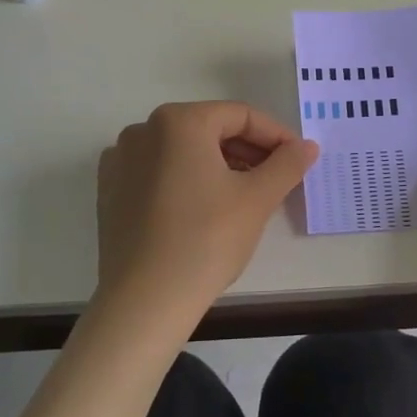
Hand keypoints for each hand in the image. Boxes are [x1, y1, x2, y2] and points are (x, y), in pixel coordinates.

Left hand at [97, 102, 319, 326]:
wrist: (145, 301)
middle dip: (247, 151)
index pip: (240, 116)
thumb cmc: (206, 240)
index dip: (276, 136)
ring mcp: (121, 160)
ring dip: (218, 166)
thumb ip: (287, 164)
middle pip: (209, 130)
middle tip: (276, 179)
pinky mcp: (110, 191)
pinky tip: (203, 209)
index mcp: (178, 121)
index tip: (298, 159)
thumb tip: (307, 146)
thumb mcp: (257, 199)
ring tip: (245, 196)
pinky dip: (185, 180)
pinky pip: (157, 173)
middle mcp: (143, 130)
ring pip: (182, 151)